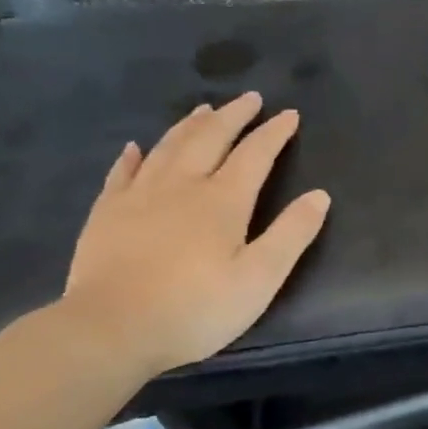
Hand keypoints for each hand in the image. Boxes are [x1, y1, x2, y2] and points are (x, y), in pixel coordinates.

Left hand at [60, 93, 330, 379]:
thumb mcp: (259, 279)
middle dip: (233, 116)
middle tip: (249, 98)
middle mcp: (182, 185)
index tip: (289, 114)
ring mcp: (139, 196)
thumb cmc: (196, 308)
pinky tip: (137, 147)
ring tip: (204, 109)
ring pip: (168, 146)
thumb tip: (320, 195)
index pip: (255, 154)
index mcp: (223, 200)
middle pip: (210, 139)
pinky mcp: (107, 213)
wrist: (111, 329)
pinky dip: (134, 155)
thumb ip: (292, 234)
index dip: (274, 132)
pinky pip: (122, 172)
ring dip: (190, 125)